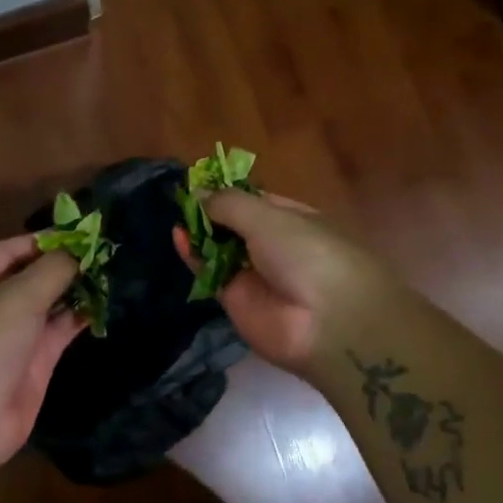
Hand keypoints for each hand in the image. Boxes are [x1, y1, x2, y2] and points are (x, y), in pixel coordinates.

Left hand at [0, 234, 86, 471]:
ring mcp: (12, 337)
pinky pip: (59, 332)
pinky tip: (105, 303)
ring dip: (75, 290)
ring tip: (112, 272)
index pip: (10, 251)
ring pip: (48, 305)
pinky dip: (79, 318)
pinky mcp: (33, 364)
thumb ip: (53, 269)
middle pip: (31, 277)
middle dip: (63, 265)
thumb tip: (80, 248)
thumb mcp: (18, 295)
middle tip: (104, 250)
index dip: (44, 240)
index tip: (82, 232)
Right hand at [172, 190, 395, 374]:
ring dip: (199, 232)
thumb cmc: (307, 254)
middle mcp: (273, 245)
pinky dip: (193, 256)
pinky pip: (210, 273)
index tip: (198, 180)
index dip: (229, 191)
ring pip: (219, 249)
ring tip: (177, 215)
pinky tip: (178, 237)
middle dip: (210, 212)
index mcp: (293, 219)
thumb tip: (198, 193)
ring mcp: (254, 274)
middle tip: (181, 198)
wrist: (325, 322)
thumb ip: (229, 204)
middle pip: (235, 225)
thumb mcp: (268, 217)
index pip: (256, 200)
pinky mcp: (235, 300)